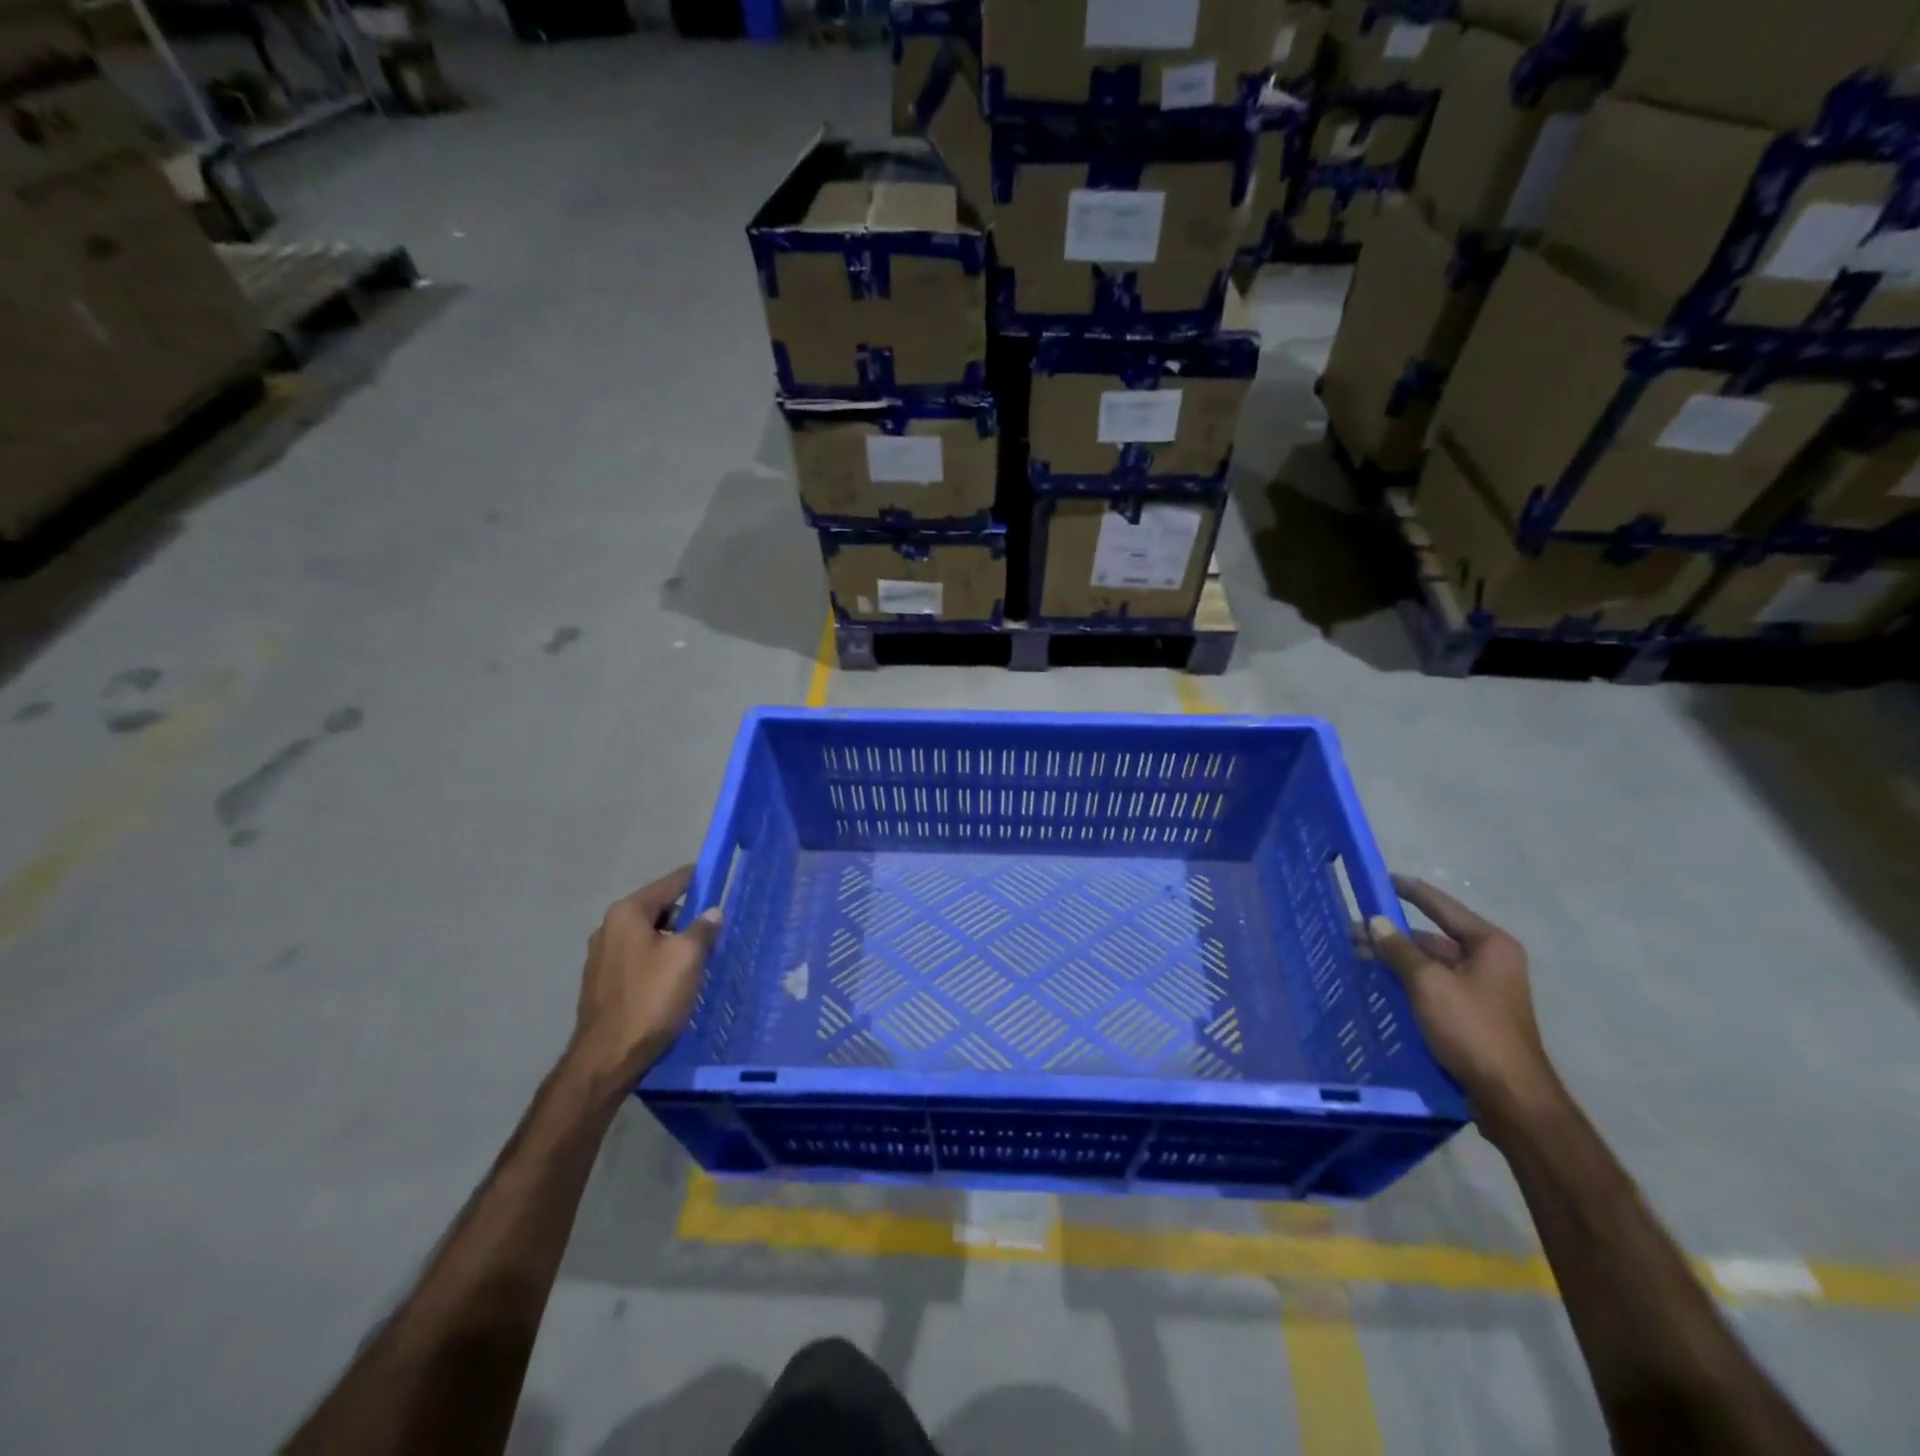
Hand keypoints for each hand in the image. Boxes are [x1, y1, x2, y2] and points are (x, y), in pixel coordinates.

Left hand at [569, 866, 720, 1090]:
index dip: (697, 880)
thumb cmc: (650, 998)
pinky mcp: (602, 982)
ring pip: (649, 936)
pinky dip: (658, 961)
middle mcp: (609, 927)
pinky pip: (639, 959)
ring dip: (673, 942)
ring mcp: (602, 956)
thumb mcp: (687, 958)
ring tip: (699, 958)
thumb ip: (703, 928)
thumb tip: (712, 912)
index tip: (721, 880)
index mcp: (627, 913)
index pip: (670, 883)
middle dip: (687, 916)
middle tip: (715, 930)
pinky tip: (675, 980)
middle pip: (659, 910)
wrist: (607, 1058)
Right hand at [1368, 876, 1565, 1140]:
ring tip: (1360, 958)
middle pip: (1434, 937)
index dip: (1410, 891)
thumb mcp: (1428, 984)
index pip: (1441, 906)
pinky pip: (1435, 986)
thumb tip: (1375, 921)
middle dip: (1394, 934)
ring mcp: (1483, 989)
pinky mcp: (1473, 1013)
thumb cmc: (1472, 1029)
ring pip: (1432, 963)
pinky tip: (1381, 984)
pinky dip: (1408, 981)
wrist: (1509, 1095)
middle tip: (1354, 932)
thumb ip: (1399, 949)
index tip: (1381, 879)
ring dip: (1398, 960)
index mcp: (1489, 944)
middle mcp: (1490, 960)